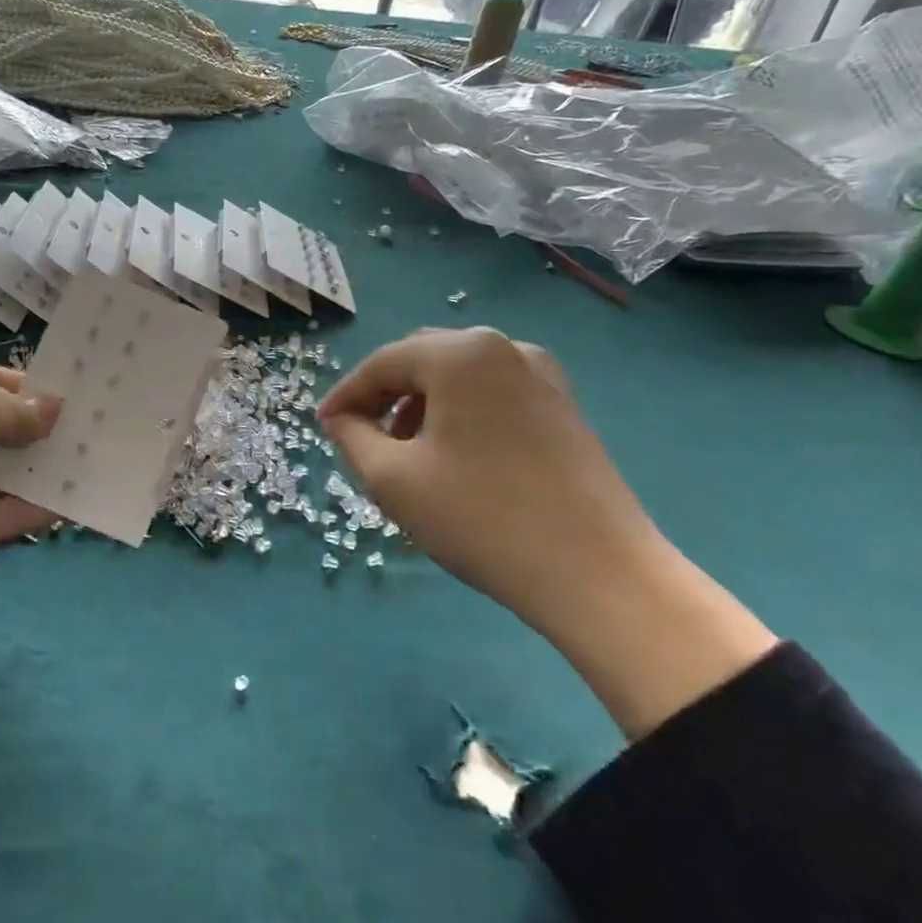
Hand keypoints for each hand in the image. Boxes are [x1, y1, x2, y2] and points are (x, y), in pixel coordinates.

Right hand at [319, 329, 774, 736]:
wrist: (598, 574)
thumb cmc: (481, 518)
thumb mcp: (392, 479)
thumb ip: (351, 436)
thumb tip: (341, 418)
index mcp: (461, 353)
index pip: (383, 363)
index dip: (346, 394)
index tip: (323, 427)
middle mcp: (505, 348)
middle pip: (422, 361)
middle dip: (384, 396)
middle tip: (360, 438)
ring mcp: (542, 376)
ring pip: (458, 378)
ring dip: (420, 406)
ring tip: (403, 454)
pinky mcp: (563, 407)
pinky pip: (492, 395)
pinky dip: (459, 415)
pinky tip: (452, 457)